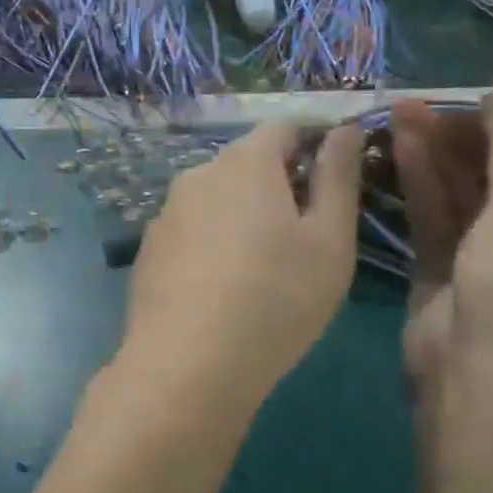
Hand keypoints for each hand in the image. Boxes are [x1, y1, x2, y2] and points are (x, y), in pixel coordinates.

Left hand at [118, 122, 363, 414]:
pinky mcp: (148, 250)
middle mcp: (198, 175)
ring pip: (216, 198)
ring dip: (243, 214)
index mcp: (245, 162)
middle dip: (279, 182)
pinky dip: (212, 242)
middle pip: (246, 162)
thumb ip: (339, 176)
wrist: (187, 365)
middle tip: (306, 232)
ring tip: (263, 265)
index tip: (334, 176)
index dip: (313, 140)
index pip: (283, 127)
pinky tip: (222, 287)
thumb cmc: (276, 299)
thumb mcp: (330, 240)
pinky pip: (191, 230)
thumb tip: (344, 129)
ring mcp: (166, 213)